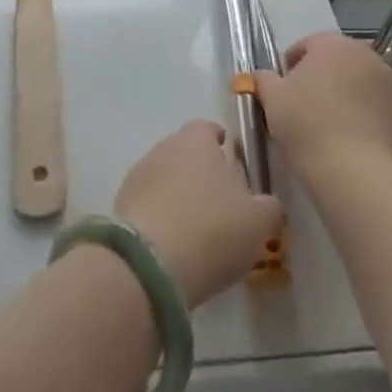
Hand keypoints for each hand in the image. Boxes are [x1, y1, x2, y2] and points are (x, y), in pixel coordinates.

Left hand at [114, 121, 283, 306]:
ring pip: (166, 178)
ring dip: (179, 195)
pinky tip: (174, 243)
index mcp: (197, 140)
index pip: (208, 128)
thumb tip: (267, 203)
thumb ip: (269, 207)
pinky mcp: (122, 204)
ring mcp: (139, 174)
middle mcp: (164, 147)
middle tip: (221, 204)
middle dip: (202, 173)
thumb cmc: (213, 230)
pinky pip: (149, 204)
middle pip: (186, 153)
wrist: (151, 263)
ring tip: (197, 228)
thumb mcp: (259, 222)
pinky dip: (161, 216)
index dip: (222, 144)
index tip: (233, 163)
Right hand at [256, 33, 391, 175]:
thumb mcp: (272, 98)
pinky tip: (346, 134)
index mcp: (332, 43)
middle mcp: (365, 54)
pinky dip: (360, 112)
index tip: (282, 90)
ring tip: (326, 122)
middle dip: (319, 77)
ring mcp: (388, 82)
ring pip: (356, 81)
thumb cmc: (306, 123)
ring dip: (342, 93)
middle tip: (301, 105)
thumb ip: (262, 79)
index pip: (307, 45)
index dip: (290, 66)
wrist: (353, 169)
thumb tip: (258, 76)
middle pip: (335, 61)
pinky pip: (373, 103)